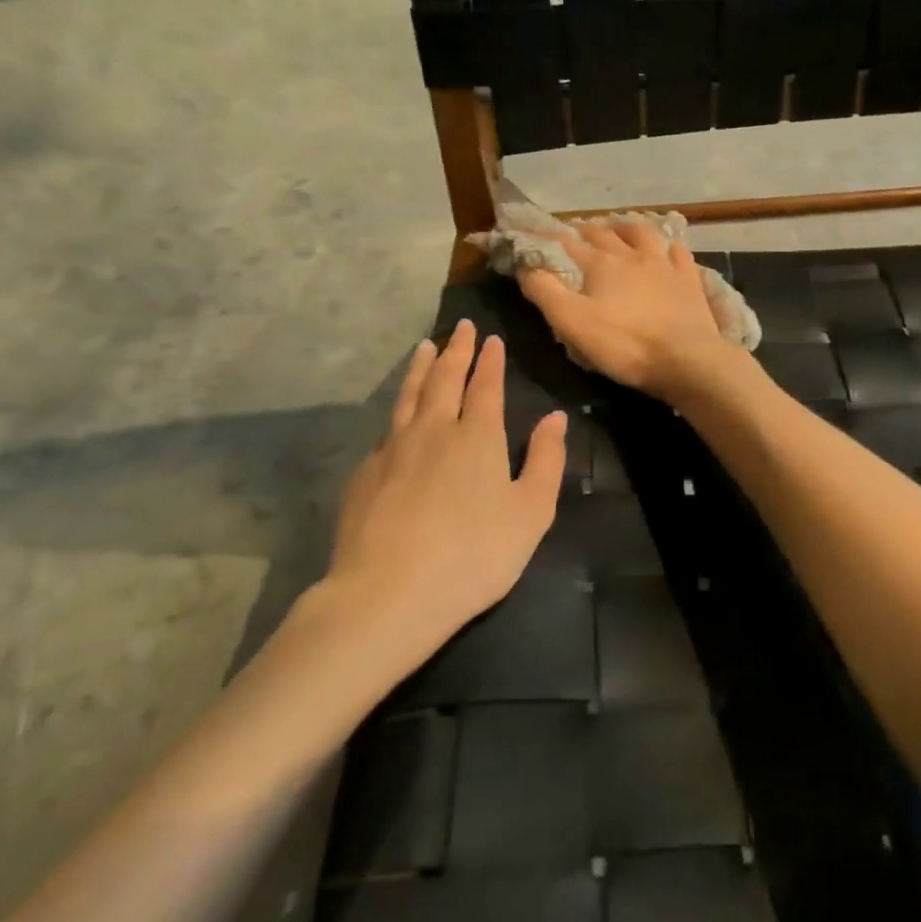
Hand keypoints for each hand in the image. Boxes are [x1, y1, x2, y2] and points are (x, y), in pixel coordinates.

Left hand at [324, 320, 566, 656]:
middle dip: (456, 350)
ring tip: (425, 347)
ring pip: (409, 395)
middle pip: (445, 379)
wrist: (388, 594)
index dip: (489, 360)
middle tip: (460, 326)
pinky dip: (397, 408)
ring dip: (421, 367)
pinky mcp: (365, 474)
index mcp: (477, 436)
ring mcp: (393, 449)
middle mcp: (434, 430)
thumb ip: (546, 460)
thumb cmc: (474, 555)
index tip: (490, 338)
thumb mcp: (530, 512)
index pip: (485, 385)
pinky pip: (386, 428)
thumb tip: (555, 417)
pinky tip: (397, 414)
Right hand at [518, 222, 731, 398]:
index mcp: (601, 263)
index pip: (567, 244)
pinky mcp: (689, 280)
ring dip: (627, 228)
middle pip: (605, 234)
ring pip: (643, 234)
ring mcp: (665, 265)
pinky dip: (669, 248)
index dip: (548, 239)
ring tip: (619, 230)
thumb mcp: (572, 323)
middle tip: (576, 234)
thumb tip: (525, 266)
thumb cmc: (625, 344)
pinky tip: (668, 250)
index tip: (534, 236)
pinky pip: (679, 253)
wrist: (686, 359)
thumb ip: (545, 292)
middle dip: (586, 231)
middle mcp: (632, 255)